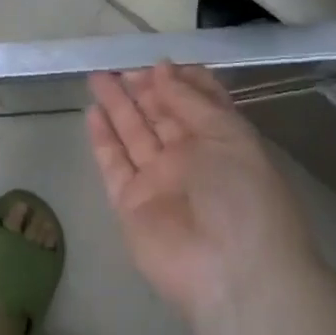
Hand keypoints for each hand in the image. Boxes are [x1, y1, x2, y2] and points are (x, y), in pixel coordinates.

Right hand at [87, 62, 316, 319]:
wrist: (232, 273)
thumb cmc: (242, 195)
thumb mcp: (227, 135)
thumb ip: (190, 100)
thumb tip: (161, 69)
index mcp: (222, 141)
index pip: (197, 103)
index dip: (178, 81)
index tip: (157, 61)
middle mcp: (190, 159)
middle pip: (161, 115)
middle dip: (142, 88)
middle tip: (119, 64)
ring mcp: (159, 181)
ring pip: (133, 135)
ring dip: (117, 105)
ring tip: (97, 76)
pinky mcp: (130, 203)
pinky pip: (114, 164)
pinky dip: (103, 139)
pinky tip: (93, 112)